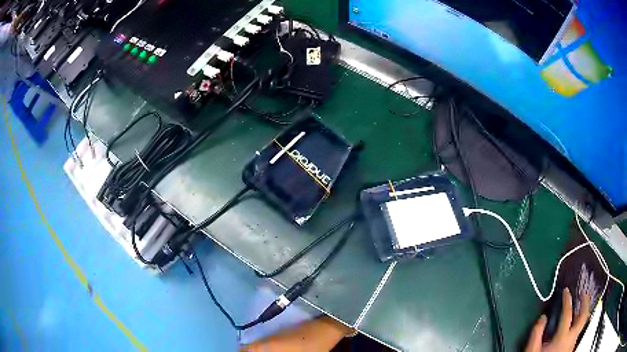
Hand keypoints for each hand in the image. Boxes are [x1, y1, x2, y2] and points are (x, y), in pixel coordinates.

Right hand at [525, 288, 590, 351]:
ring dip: (582, 314)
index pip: (567, 313)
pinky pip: (577, 333)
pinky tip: (572, 327)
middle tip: (583, 293)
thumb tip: (542, 318)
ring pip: (582, 325)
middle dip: (585, 302)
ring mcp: (573, 344)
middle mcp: (572, 338)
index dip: (567, 299)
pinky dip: (577, 326)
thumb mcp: (532, 351)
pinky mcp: (572, 349)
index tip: (566, 291)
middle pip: (584, 316)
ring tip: (579, 308)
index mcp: (562, 337)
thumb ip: (536, 334)